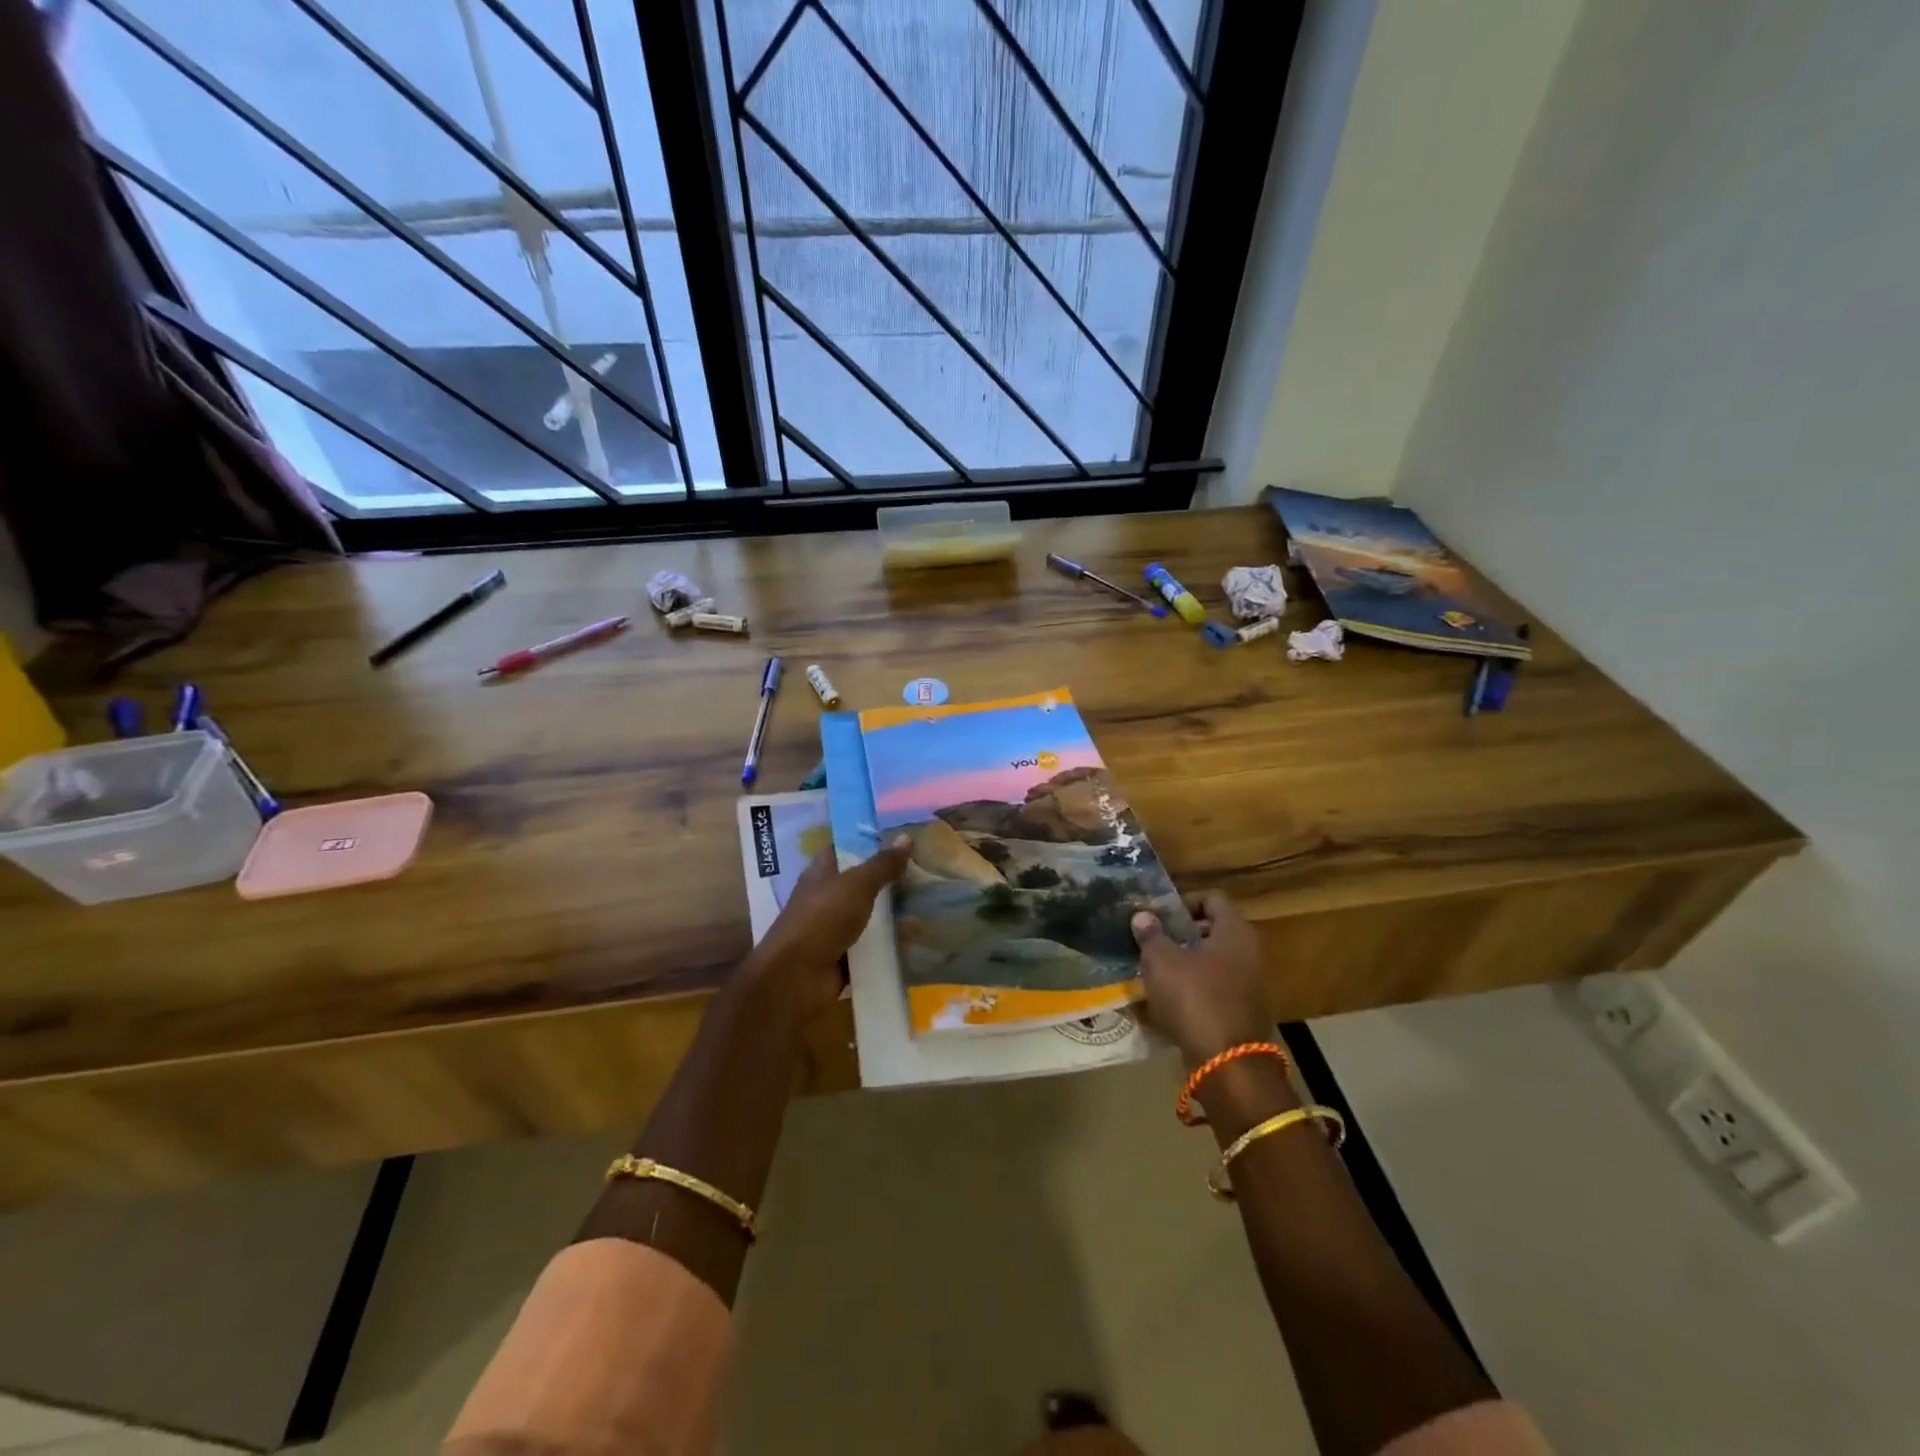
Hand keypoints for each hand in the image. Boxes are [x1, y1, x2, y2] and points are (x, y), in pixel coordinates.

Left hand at [747, 839, 910, 1021]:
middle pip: (860, 883)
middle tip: (925, 870)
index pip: (844, 848)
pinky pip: (871, 946)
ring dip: (893, 913)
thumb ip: (882, 864)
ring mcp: (833, 929)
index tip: (900, 838)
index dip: (869, 841)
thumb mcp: (856, 884)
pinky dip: (889, 944)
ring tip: (930, 902)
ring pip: (868, 915)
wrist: (797, 977)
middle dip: (888, 879)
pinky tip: (919, 937)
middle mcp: (826, 898)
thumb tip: (906, 837)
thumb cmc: (822, 918)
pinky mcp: (843, 957)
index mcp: (821, 873)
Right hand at [1131, 890, 1274, 1066]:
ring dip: (1186, 965)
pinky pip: (1215, 992)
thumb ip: (1151, 935)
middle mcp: (1250, 954)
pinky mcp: (1244, 1015)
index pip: (1212, 899)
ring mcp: (1251, 986)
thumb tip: (1143, 916)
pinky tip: (1168, 1003)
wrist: (1228, 1065)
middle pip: (1213, 932)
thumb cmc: (1195, 999)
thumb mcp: (1162, 961)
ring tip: (1155, 973)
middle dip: (1181, 935)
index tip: (1159, 915)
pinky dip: (1194, 992)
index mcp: (1235, 932)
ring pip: (1213, 964)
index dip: (1184, 901)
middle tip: (1153, 942)